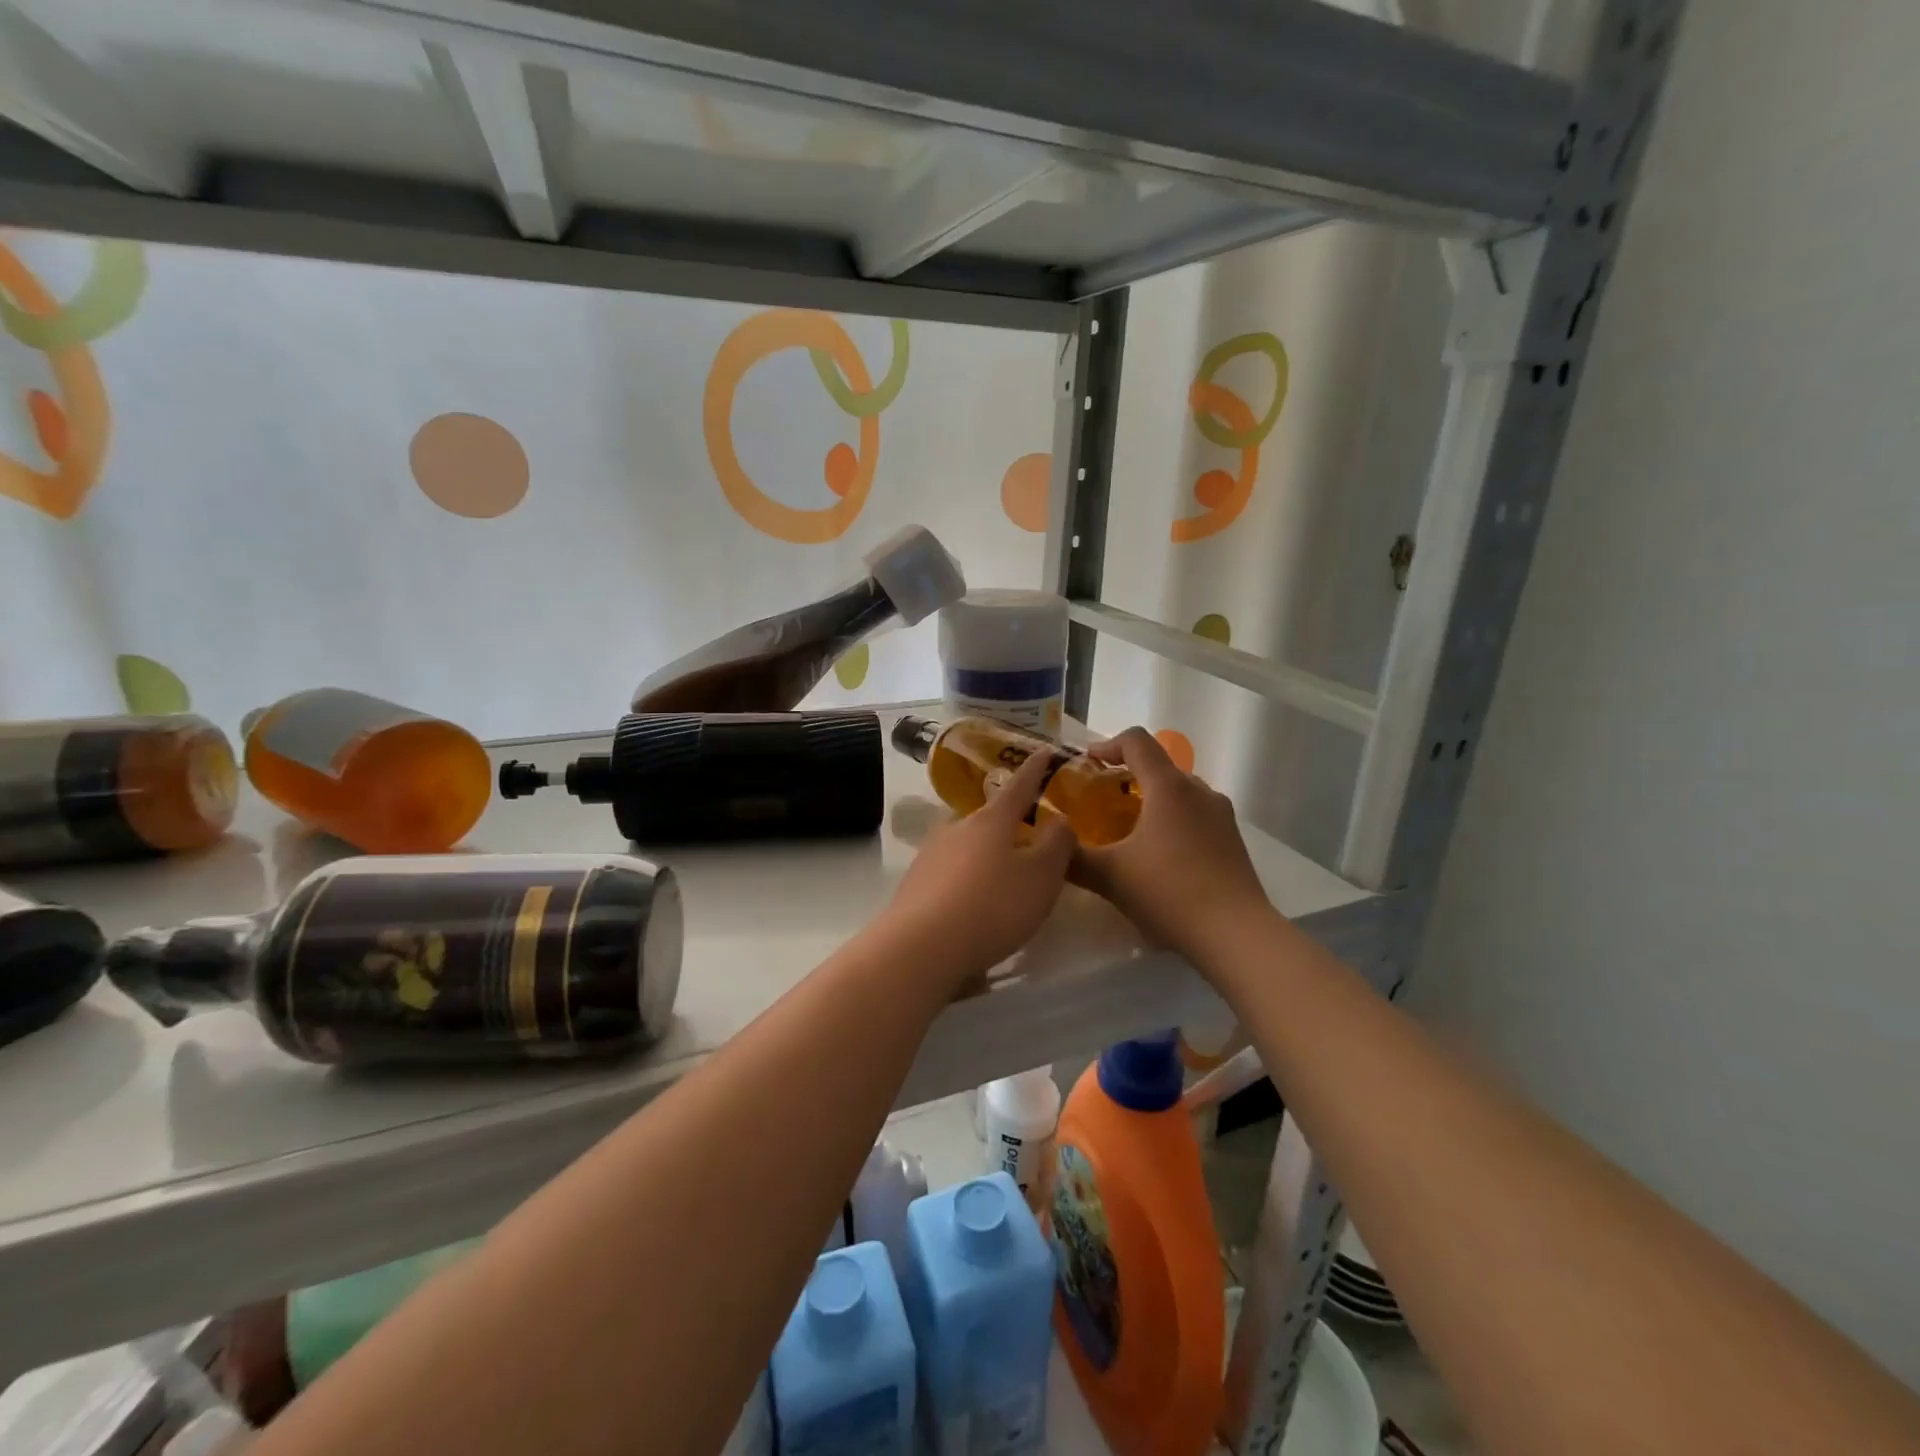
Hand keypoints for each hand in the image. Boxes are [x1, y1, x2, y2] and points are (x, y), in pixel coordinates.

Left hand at [877, 748, 1075, 987]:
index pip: (1020, 785)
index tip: (1045, 751)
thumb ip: (1057, 845)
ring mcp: (931, 855)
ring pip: (968, 846)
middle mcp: (957, 828)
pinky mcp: (915, 885)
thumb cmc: (992, 906)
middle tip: (1030, 839)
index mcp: (992, 820)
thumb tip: (1059, 820)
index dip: (1036, 769)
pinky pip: (951, 874)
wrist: (921, 947)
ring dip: (987, 856)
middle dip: (1009, 825)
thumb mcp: (1042, 877)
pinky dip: (968, 883)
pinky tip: (976, 907)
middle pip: (989, 818)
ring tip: (1005, 880)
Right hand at [1073, 727, 1275, 967]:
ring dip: (1152, 800)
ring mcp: (1221, 815)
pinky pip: (1195, 815)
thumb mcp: (1110, 877)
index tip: (1087, 763)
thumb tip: (1051, 846)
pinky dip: (1172, 821)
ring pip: (1179, 792)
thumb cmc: (1169, 893)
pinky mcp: (1232, 840)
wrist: (1236, 935)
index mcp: (1168, 787)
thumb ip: (1073, 858)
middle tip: (1102, 801)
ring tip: (1128, 830)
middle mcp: (1199, 791)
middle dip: (1128, 776)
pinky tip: (1159, 857)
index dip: (1107, 745)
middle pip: (1159, 766)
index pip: (1136, 741)